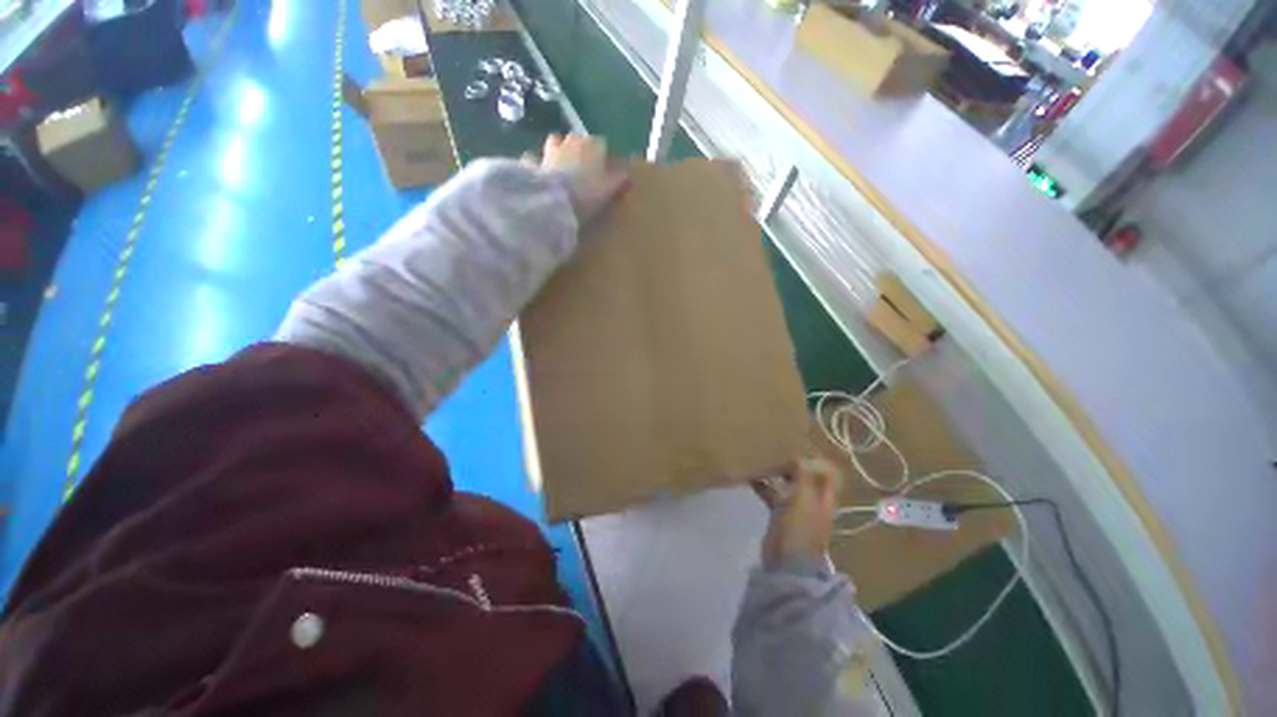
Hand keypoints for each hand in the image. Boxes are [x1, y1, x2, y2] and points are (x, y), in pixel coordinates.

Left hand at [535, 134, 628, 222]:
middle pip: (578, 140)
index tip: (606, 170)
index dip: (604, 157)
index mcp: (592, 144)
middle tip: (585, 169)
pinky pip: (535, 158)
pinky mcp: (534, 163)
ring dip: (559, 149)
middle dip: (581, 151)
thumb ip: (619, 179)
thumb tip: (628, 173)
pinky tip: (539, 170)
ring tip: (562, 165)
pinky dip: (537, 162)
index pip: (602, 144)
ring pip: (556, 142)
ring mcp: (550, 150)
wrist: (554, 201)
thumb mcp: (609, 189)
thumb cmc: (587, 193)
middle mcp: (571, 141)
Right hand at [759, 458, 841, 567]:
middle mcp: (812, 499)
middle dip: (792, 462)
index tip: (797, 445)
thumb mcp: (804, 498)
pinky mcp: (779, 512)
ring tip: (761, 456)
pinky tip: (751, 475)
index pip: (826, 472)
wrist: (786, 562)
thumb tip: (799, 455)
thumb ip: (803, 475)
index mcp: (824, 496)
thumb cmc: (800, 528)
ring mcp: (795, 506)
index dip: (815, 458)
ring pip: (787, 483)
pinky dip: (764, 484)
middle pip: (805, 475)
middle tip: (776, 447)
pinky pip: (773, 493)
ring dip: (776, 472)